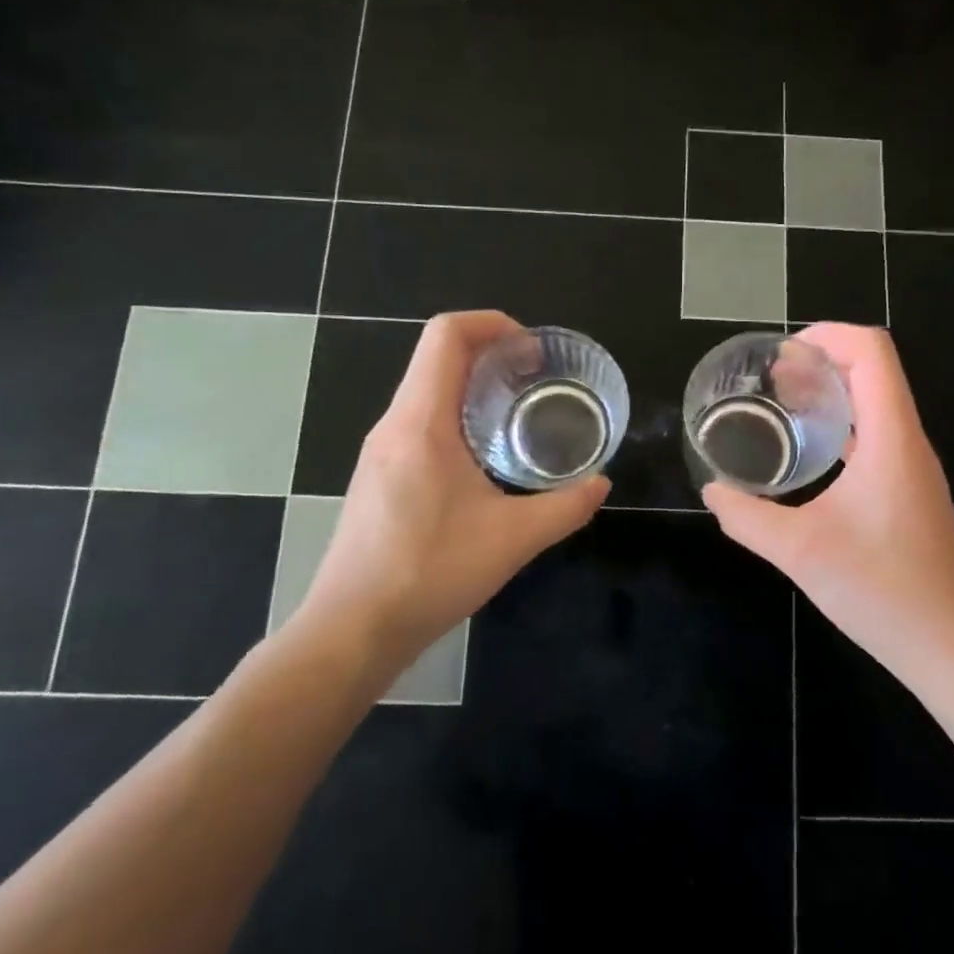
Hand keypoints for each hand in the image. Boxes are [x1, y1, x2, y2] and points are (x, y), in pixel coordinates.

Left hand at [288, 311, 608, 662]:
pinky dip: (456, 414)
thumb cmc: (429, 574)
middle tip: (536, 379)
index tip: (532, 351)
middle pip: (437, 356)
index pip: (446, 336)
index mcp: (421, 422)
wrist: (351, 630)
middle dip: (491, 352)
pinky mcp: (377, 475)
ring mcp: (380, 450)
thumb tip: (601, 484)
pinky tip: (484, 457)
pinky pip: (419, 420)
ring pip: (427, 389)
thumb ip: (565, 507)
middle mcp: (394, 424)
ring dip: (473, 385)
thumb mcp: (512, 540)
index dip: (492, 324)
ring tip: (518, 412)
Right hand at [702, 323, 953, 683]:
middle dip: (822, 361)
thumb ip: (748, 518)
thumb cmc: (881, 590)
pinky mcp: (911, 493)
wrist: (950, 646)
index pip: (872, 352)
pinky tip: (810, 457)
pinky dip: (842, 428)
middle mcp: (908, 443)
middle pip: (874, 372)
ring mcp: (914, 469)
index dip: (829, 335)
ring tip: (783, 408)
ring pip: (876, 405)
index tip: (783, 353)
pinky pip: (877, 438)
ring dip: (833, 395)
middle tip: (771, 380)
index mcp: (891, 438)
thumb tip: (713, 492)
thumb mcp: (800, 551)